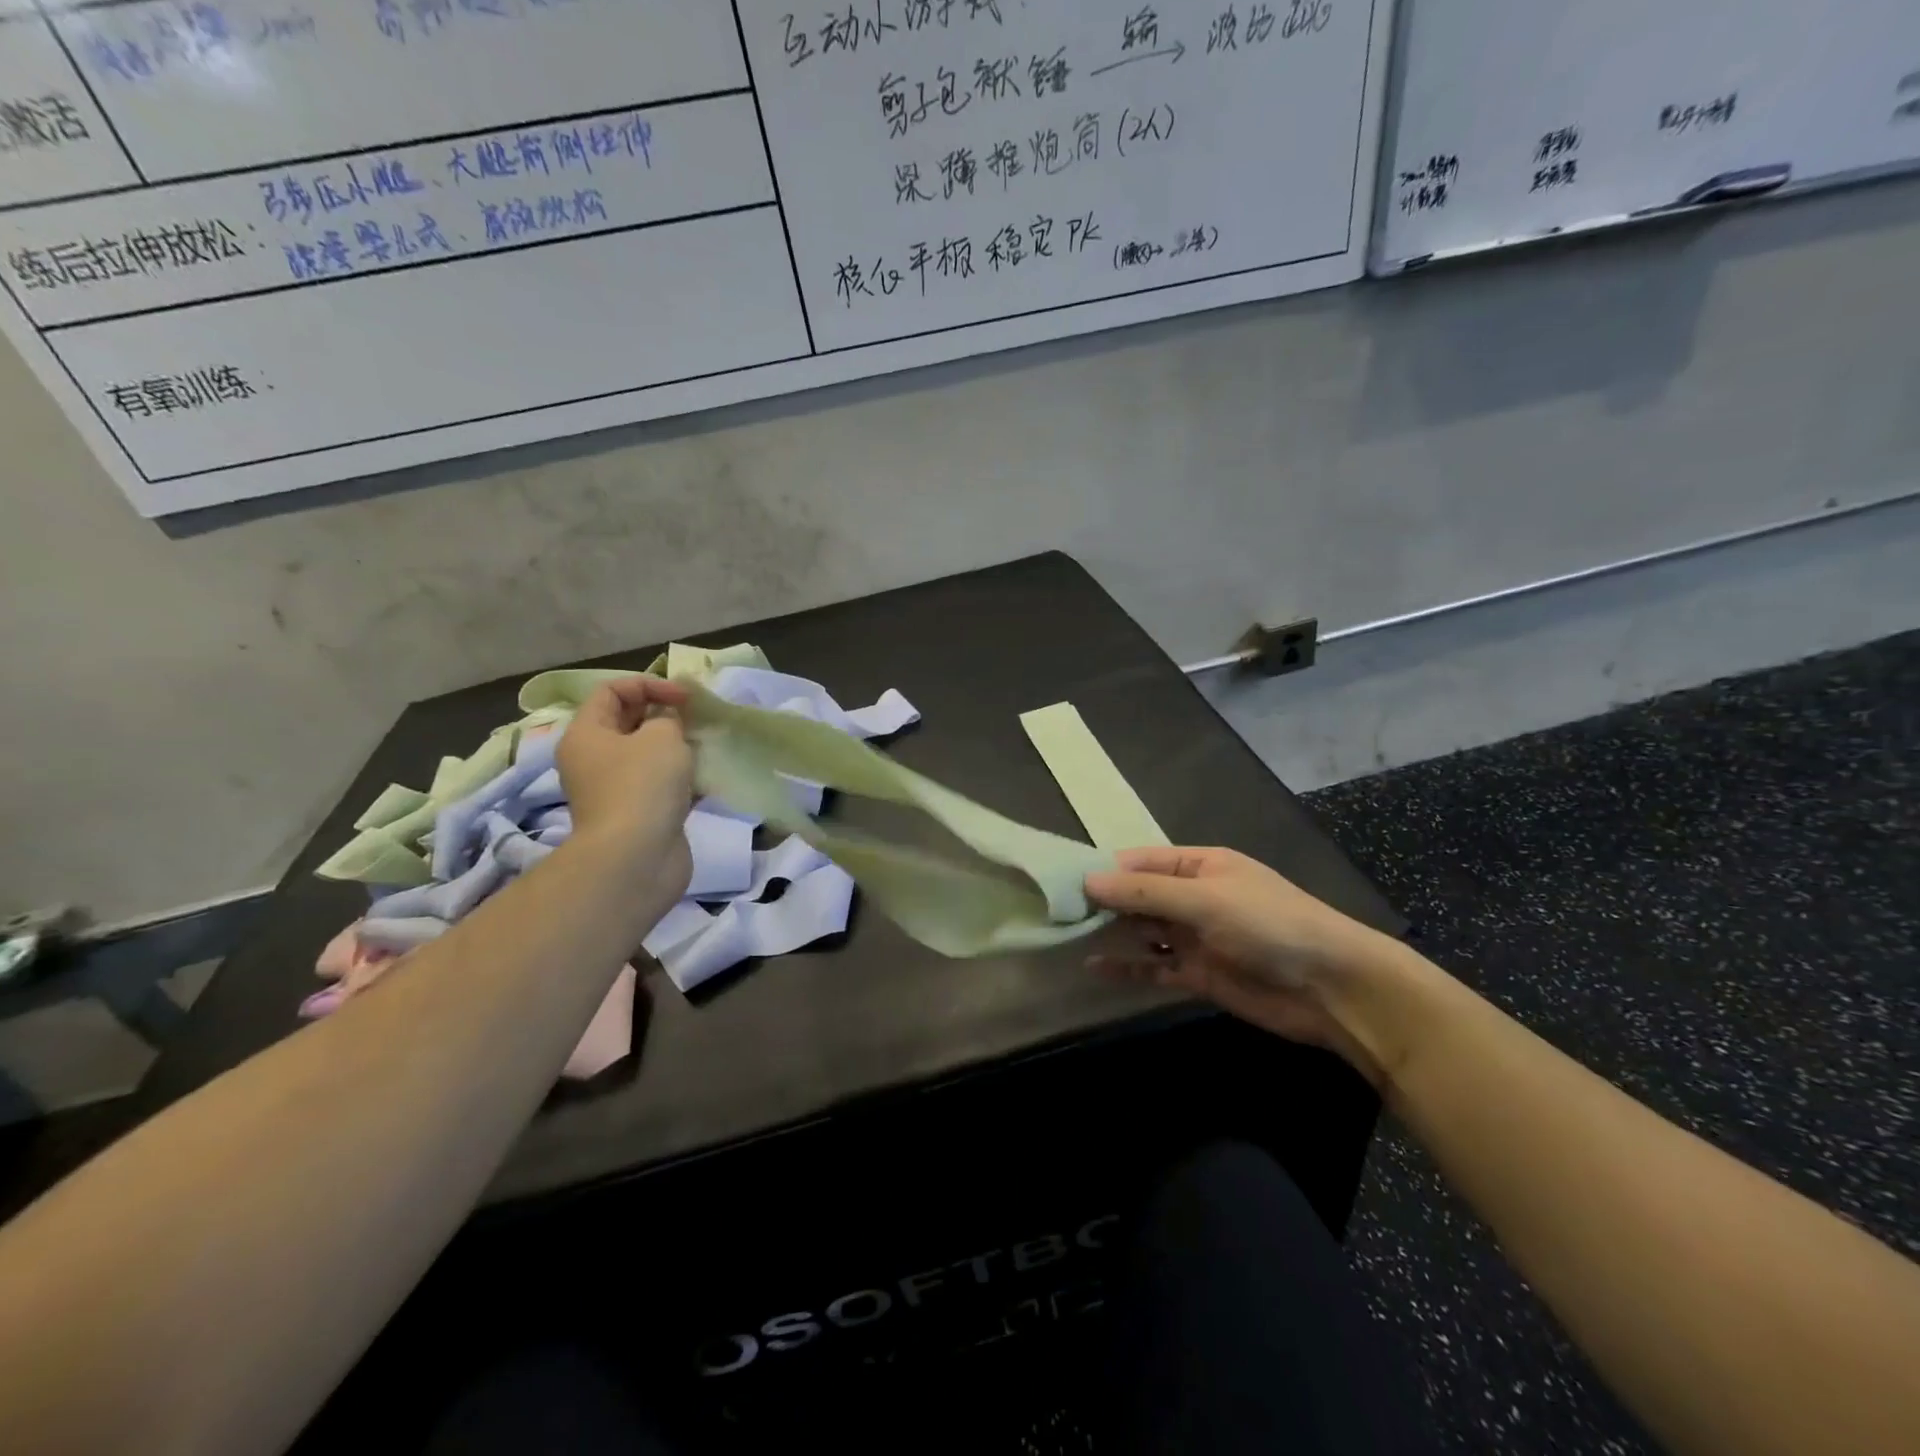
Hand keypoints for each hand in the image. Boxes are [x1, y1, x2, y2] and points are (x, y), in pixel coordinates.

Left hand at [557, 676, 694, 899]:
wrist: (637, 858)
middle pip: (627, 722)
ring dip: (675, 748)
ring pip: (646, 756)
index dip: (649, 685)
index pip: (611, 691)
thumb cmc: (643, 785)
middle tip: (696, 719)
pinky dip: (681, 780)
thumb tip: (666, 724)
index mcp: (586, 734)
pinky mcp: (637, 815)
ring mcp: (614, 790)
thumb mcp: (662, 736)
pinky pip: (659, 786)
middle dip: (663, 715)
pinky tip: (705, 781)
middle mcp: (593, 760)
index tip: (685, 698)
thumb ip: (668, 718)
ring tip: (703, 747)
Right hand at [1084, 846, 1413, 1083]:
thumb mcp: (1205, 900)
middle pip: (1138, 896)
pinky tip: (1094, 968)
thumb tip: (1087, 882)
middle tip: (1053, 911)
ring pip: (1143, 931)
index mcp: (1200, 865)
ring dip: (1110, 934)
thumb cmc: (1269, 925)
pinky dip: (1128, 967)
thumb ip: (1145, 893)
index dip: (1104, 870)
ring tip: (1064, 936)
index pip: (1141, 861)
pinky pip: (1154, 967)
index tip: (1060, 881)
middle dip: (1102, 902)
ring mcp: (1196, 937)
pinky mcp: (1199, 974)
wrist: (1331, 989)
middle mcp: (1194, 897)